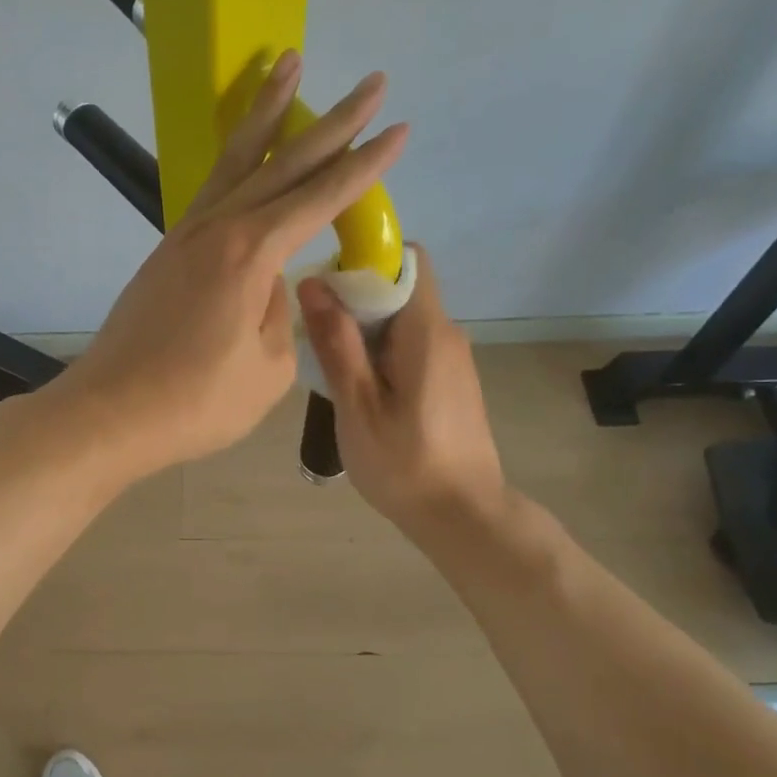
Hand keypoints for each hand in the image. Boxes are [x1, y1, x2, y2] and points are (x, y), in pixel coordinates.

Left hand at [58, 50, 407, 478]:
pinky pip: (211, 191)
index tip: (397, 129)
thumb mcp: (267, 370)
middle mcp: (218, 229)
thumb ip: (279, 315)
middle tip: (372, 80)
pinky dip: (235, 160)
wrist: (111, 412)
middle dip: (333, 121)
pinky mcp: (167, 252)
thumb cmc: (195, 403)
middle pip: (283, 162)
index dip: (364, 165)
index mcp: (251, 254)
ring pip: (236, 160)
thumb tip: (270, 285)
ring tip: (288, 64)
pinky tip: (246, 154)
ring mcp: (186, 235)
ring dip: (267, 114)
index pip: (321, 198)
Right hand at [296, 247, 509, 538]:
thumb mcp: (359, 406)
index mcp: (427, 331)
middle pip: (399, 288)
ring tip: (331, 368)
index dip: (366, 260)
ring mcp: (452, 358)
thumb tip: (313, 283)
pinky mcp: (450, 380)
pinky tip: (359, 391)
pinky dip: (380, 353)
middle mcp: (446, 333)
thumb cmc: (406, 464)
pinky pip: (409, 345)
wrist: (464, 517)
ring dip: (364, 330)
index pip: (406, 259)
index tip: (327, 286)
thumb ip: (337, 343)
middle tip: (317, 336)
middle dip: (354, 299)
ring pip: (401, 319)